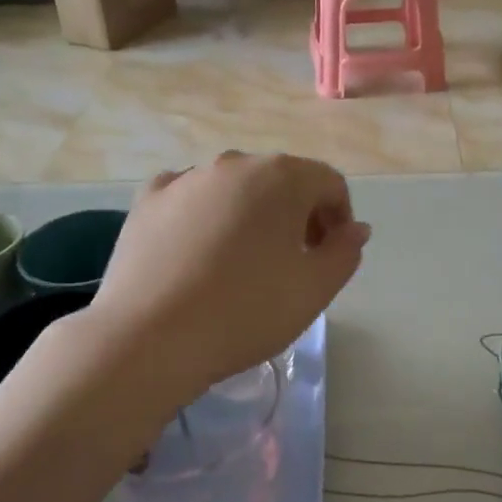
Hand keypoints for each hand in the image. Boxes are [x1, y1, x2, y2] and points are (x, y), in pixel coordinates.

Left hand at [83, 152, 370, 396]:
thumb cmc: (247, 312)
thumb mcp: (315, 289)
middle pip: (282, 182)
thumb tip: (355, 229)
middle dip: (298, 216)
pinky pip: (190, 199)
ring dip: (252, 217)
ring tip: (244, 265)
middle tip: (294, 264)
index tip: (331, 257)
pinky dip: (205, 217)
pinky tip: (200, 253)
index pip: (329, 183)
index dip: (340, 219)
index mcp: (281, 177)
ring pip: (234, 190)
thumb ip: (345, 252)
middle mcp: (233, 164)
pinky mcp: (146, 201)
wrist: (150, 338)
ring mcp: (185, 179)